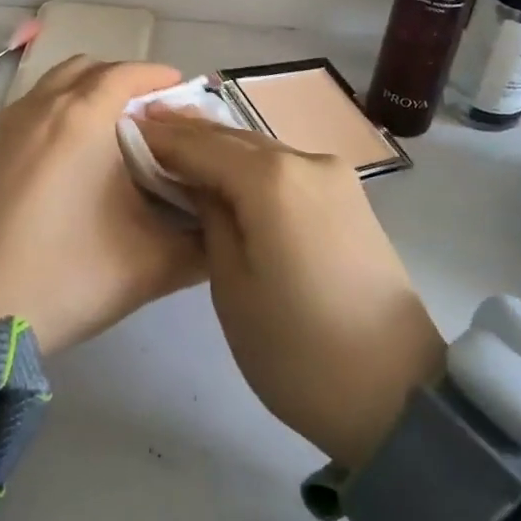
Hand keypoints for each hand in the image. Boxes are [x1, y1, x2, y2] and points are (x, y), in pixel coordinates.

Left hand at [0, 58, 205, 353]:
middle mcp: (41, 108)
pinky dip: (58, 110)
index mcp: (82, 119)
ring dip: (87, 91)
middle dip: (124, 80)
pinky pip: (31, 108)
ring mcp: (6, 127)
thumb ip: (201, 243)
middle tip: (151, 115)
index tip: (182, 93)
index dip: (159, 77)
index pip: (127, 73)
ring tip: (112, 132)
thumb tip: (225, 227)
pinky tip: (71, 157)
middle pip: (89, 68)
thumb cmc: (65, 277)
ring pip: (55, 84)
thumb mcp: (150, 265)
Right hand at [136, 110, 445, 468]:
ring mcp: (334, 176)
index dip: (161, 138)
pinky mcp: (349, 197)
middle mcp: (306, 160)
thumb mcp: (231, 285)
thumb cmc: (297, 348)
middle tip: (145, 127)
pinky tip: (227, 172)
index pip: (202, 144)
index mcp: (272, 178)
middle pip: (234, 137)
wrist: (396, 393)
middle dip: (189, 133)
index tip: (125, 128)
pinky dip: (252, 165)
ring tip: (178, 146)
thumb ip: (211, 218)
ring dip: (221, 147)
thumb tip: (202, 185)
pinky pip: (287, 167)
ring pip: (262, 149)